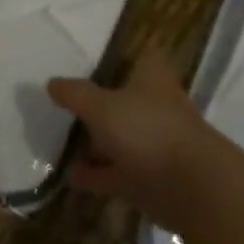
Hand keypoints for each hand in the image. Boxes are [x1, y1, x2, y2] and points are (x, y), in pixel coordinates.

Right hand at [48, 50, 243, 234]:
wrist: (191, 189)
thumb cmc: (148, 131)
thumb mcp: (102, 106)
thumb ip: (75, 94)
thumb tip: (52, 83)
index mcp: (153, 78)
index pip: (142, 55)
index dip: (122, 54)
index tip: (95, 56)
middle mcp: (155, 107)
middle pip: (125, 98)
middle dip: (100, 100)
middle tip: (65, 100)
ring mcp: (153, 143)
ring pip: (119, 136)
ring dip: (94, 141)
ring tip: (58, 139)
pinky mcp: (148, 178)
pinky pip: (114, 171)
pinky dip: (94, 174)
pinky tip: (68, 175)